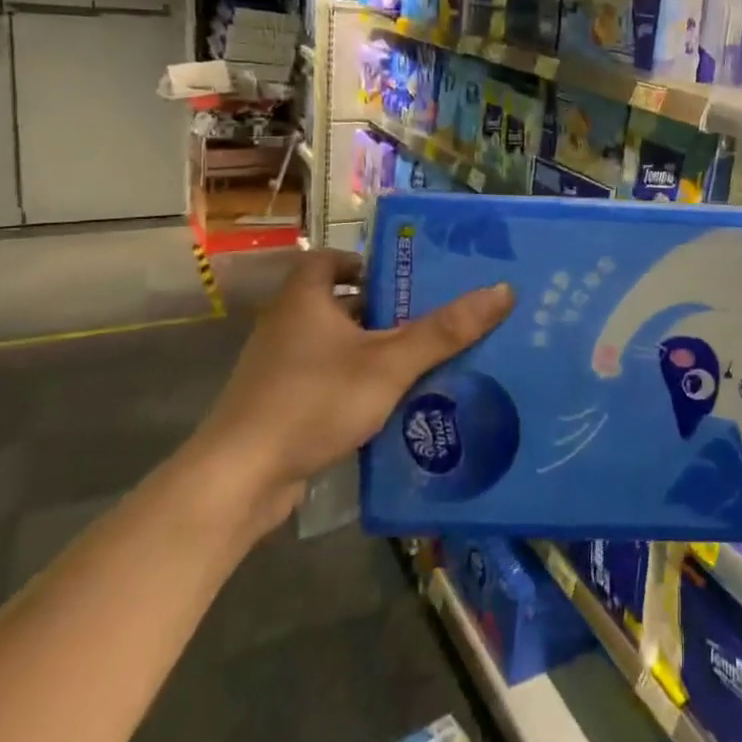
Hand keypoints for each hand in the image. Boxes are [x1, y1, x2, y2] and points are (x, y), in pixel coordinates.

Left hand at [189, 250, 513, 536]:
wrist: (239, 481)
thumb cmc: (313, 401)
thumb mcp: (389, 363)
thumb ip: (445, 330)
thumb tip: (503, 290)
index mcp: (303, 300)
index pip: (326, 260)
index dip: (362, 262)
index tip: (401, 277)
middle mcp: (286, 327)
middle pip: (338, 303)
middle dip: (382, 309)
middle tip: (429, 316)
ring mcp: (278, 370)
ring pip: (333, 346)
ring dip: (370, 349)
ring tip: (421, 359)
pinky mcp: (277, 407)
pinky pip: (325, 380)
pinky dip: (354, 383)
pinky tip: (389, 404)